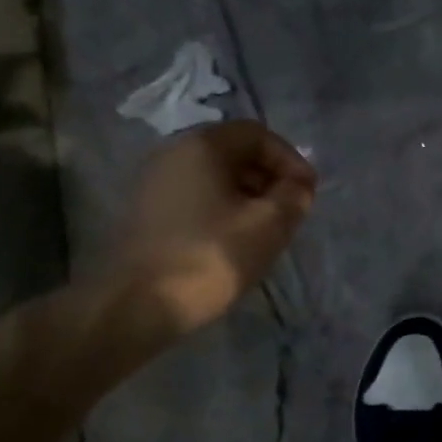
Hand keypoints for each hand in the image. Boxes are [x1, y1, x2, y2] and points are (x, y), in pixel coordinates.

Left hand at [110, 121, 316, 334]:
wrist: (134, 307)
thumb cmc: (210, 256)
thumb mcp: (269, 225)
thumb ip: (294, 196)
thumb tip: (298, 186)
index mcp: (202, 146)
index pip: (258, 134)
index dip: (290, 159)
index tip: (306, 193)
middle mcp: (173, 154)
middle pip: (234, 153)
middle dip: (269, 178)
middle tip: (289, 212)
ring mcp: (153, 184)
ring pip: (215, 178)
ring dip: (248, 197)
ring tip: (265, 231)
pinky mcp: (145, 214)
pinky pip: (195, 198)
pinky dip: (222, 211)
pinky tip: (233, 243)